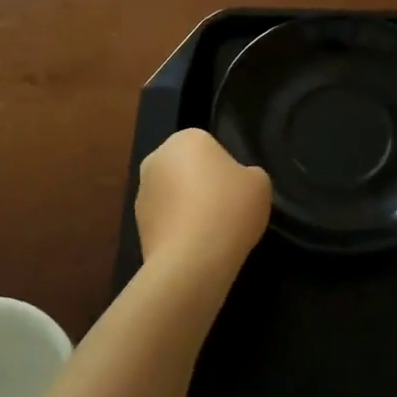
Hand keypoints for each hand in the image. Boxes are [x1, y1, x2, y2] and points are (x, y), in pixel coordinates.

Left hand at [135, 129, 271, 274]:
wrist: (192, 259)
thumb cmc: (229, 208)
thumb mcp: (259, 183)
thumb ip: (248, 174)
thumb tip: (235, 183)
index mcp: (186, 138)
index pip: (209, 147)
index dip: (225, 169)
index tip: (236, 191)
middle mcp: (157, 158)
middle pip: (186, 168)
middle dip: (201, 185)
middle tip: (225, 210)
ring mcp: (143, 192)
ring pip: (173, 194)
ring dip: (187, 207)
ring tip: (210, 233)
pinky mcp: (137, 224)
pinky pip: (165, 220)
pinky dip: (177, 229)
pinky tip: (194, 247)